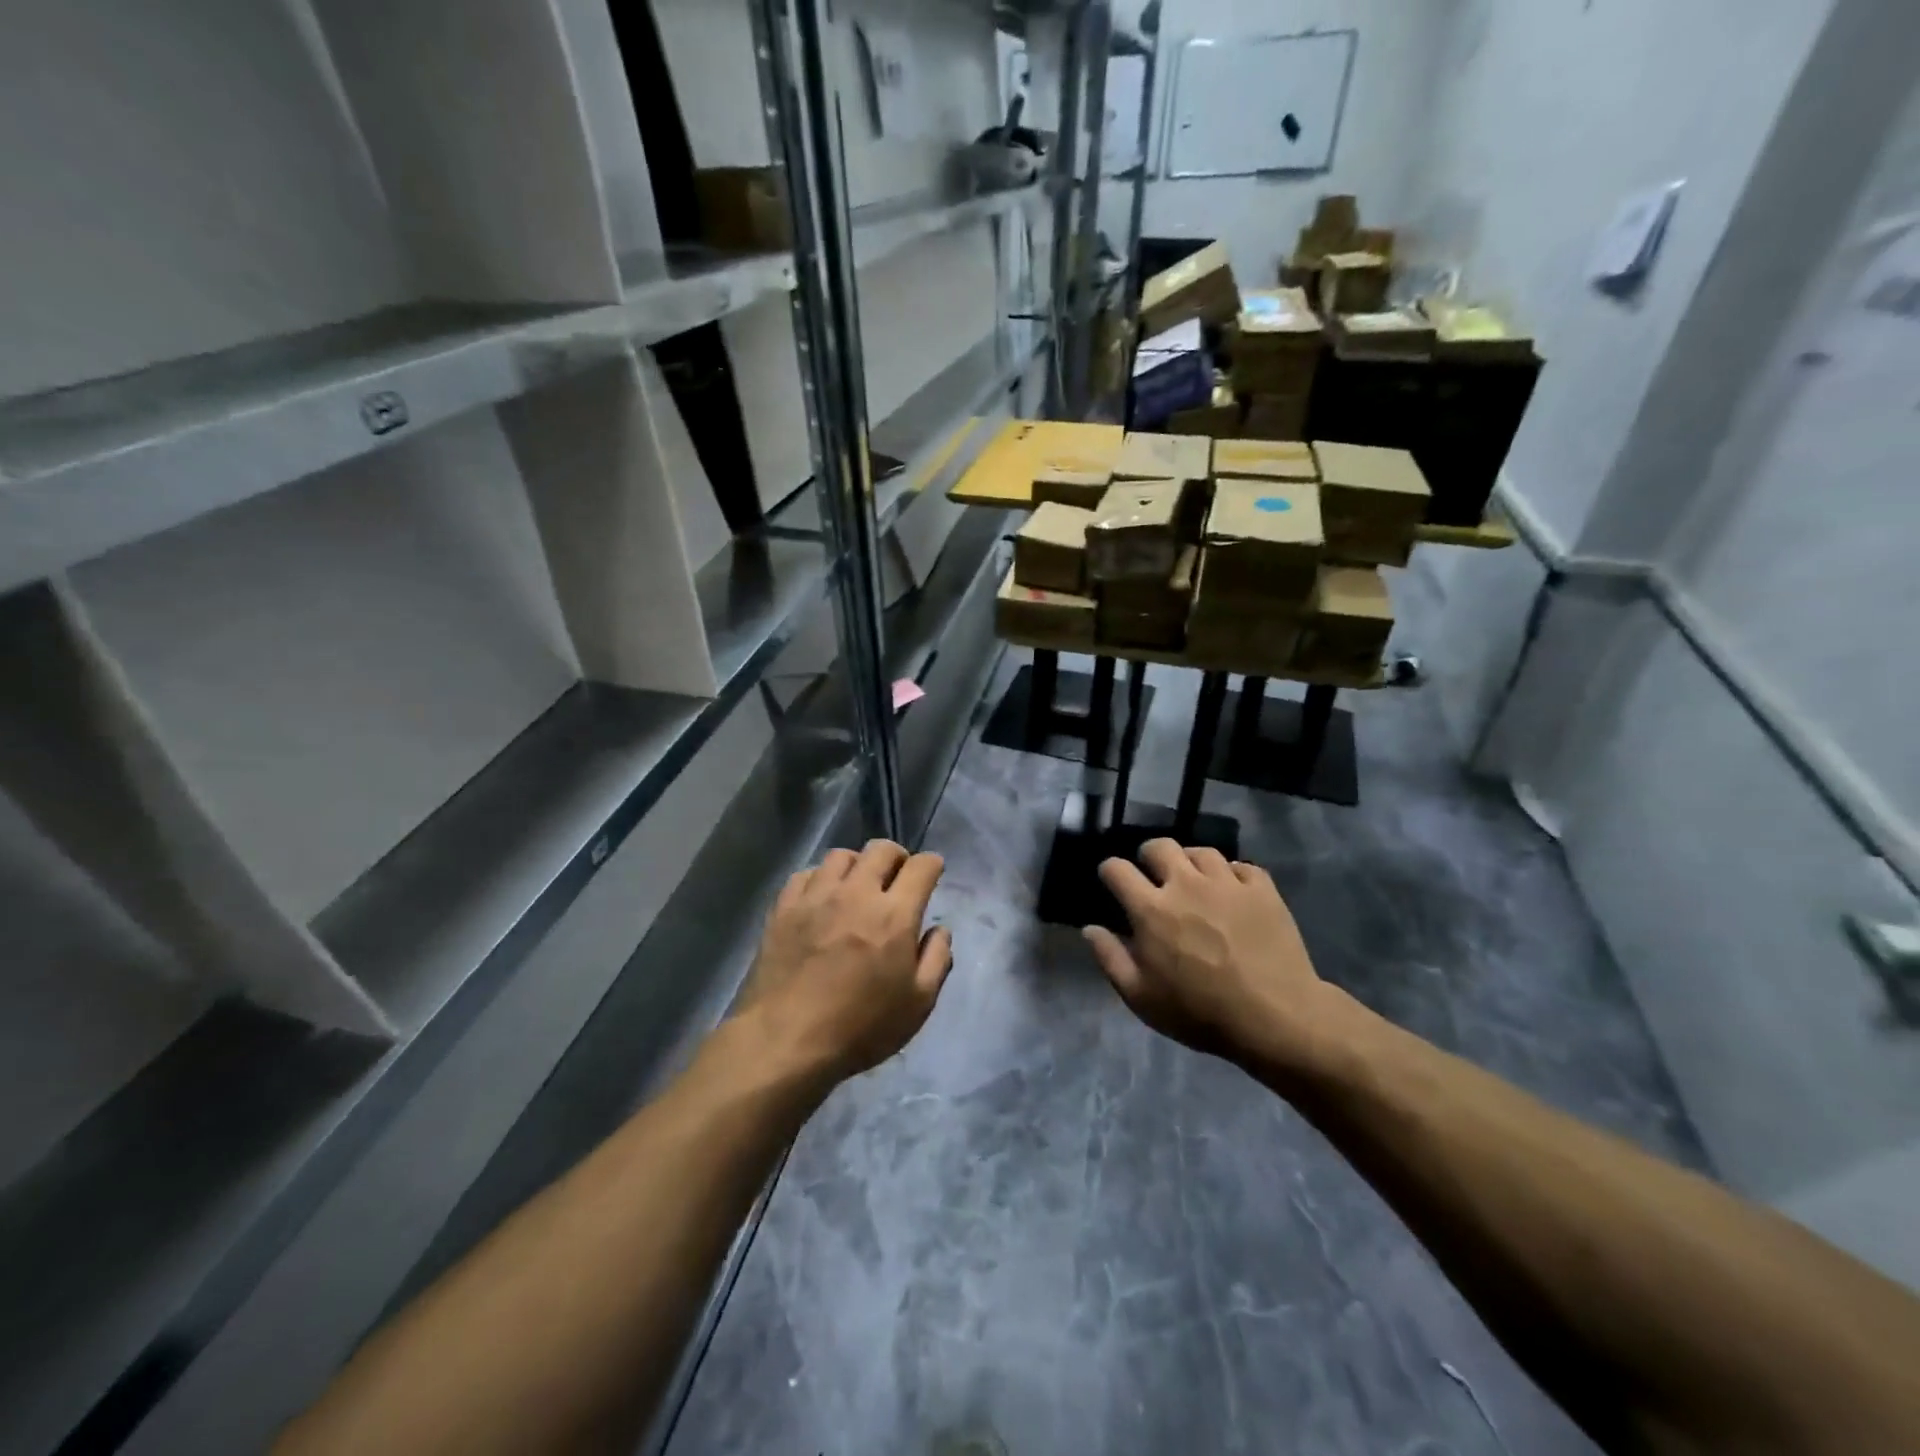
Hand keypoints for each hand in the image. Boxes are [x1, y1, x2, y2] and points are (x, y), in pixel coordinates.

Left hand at [733, 840, 952, 1082]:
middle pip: (881, 849)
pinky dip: (821, 879)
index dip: (932, 864)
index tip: (933, 872)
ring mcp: (816, 896)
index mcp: (894, 914)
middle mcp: (856, 893)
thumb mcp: (917, 1004)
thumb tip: (939, 929)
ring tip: (858, 885)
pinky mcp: (784, 907)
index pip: (921, 867)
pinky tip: (822, 898)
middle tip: (898, 876)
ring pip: (841, 855)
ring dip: (858, 864)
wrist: (785, 1041)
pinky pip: (806, 874)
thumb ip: (937, 959)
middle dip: (898, 856)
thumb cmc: (860, 1027)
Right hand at [1084, 840, 1346, 1072]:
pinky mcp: (1262, 889)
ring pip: (1201, 852)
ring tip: (1194, 880)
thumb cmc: (1200, 1012)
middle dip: (1148, 855)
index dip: (1109, 871)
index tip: (1112, 881)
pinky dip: (1232, 874)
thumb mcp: (1141, 997)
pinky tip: (1232, 891)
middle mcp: (1186, 884)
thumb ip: (1110, 958)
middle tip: (1153, 875)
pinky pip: (1242, 866)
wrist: (1276, 1018)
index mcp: (1151, 909)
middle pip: (1159, 846)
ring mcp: (1227, 883)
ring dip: (1190, 862)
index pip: (1117, 869)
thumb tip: (1090, 928)